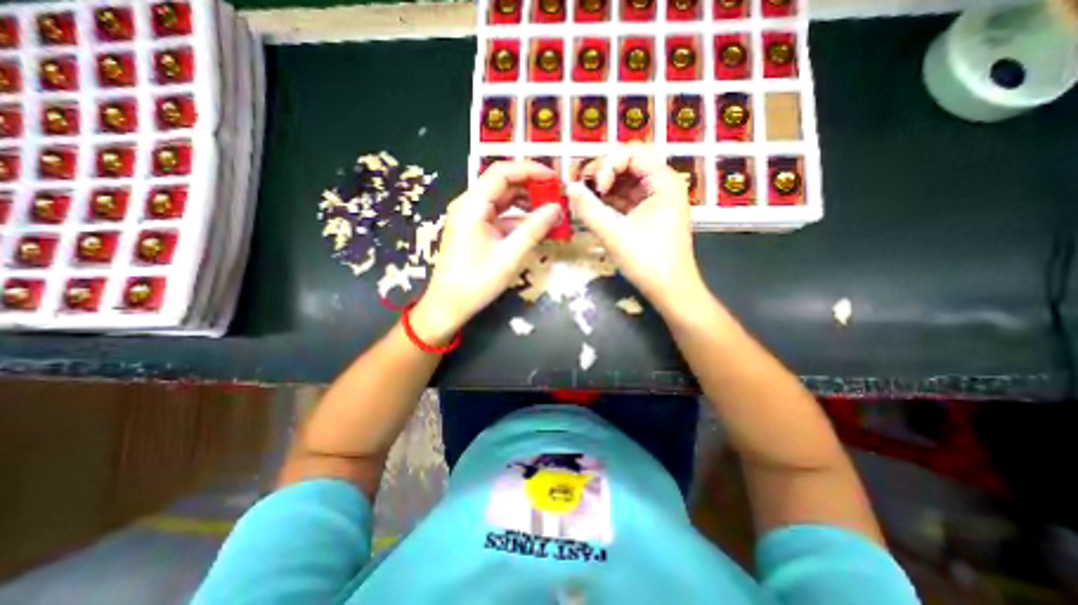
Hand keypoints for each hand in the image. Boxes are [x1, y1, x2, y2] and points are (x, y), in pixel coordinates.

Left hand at [410, 162, 563, 341]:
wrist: (449, 305)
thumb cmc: (476, 282)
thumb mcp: (509, 256)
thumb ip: (534, 229)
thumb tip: (556, 208)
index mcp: (472, 206)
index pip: (502, 172)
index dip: (529, 170)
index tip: (554, 178)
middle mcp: (469, 205)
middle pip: (502, 184)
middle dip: (531, 187)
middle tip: (556, 195)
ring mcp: (472, 217)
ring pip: (503, 200)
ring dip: (526, 203)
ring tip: (551, 210)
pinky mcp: (475, 229)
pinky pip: (500, 216)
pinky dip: (518, 219)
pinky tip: (536, 227)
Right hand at [564, 146, 709, 316]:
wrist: (670, 291)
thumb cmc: (647, 261)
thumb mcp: (614, 233)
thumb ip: (588, 208)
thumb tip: (569, 188)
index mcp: (663, 182)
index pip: (632, 152)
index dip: (609, 164)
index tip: (598, 188)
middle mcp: (662, 185)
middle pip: (628, 164)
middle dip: (602, 174)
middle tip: (582, 190)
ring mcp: (655, 200)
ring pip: (625, 182)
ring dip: (603, 188)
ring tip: (584, 200)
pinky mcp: (648, 215)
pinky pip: (625, 199)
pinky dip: (609, 202)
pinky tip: (593, 209)